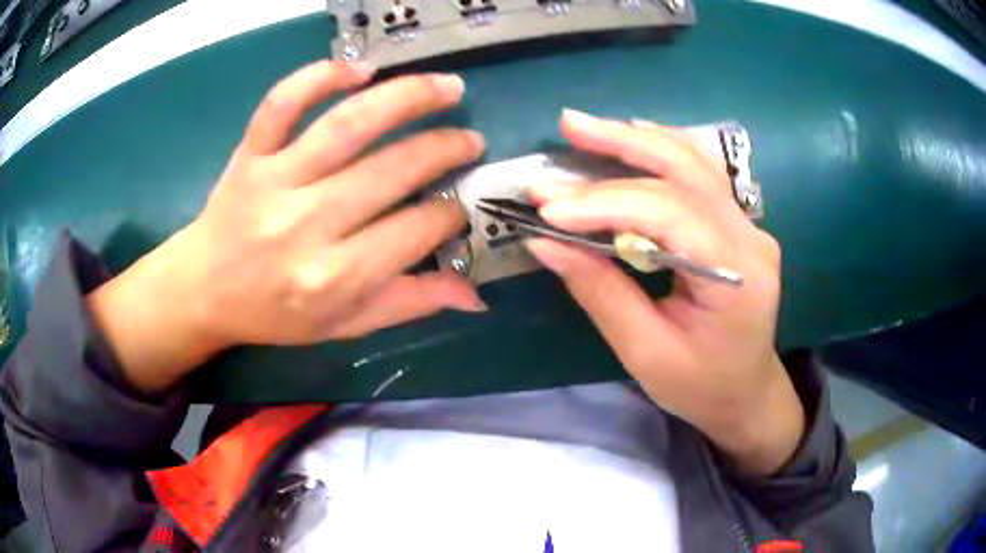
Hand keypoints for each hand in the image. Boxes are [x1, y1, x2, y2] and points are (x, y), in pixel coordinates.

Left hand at [88, 61, 486, 392]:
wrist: (204, 289)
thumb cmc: (275, 312)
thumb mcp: (343, 325)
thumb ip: (408, 304)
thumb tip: (474, 295)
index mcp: (333, 277)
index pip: (415, 230)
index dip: (451, 212)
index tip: (462, 203)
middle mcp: (306, 224)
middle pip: (392, 170)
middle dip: (445, 148)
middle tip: (470, 139)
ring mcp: (274, 181)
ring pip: (349, 125)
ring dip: (407, 98)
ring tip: (447, 87)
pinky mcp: (250, 153)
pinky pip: (283, 103)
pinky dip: (321, 76)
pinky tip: (360, 68)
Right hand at [526, 109, 802, 474]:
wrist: (746, 392)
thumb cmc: (700, 387)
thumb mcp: (646, 353)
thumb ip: (600, 292)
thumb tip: (545, 242)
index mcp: (737, 277)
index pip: (669, 215)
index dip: (605, 203)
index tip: (547, 208)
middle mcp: (750, 238)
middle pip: (686, 170)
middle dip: (622, 145)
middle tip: (568, 126)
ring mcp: (748, 226)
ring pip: (694, 161)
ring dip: (638, 139)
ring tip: (586, 127)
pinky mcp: (736, 224)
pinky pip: (698, 174)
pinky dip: (660, 151)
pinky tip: (630, 139)